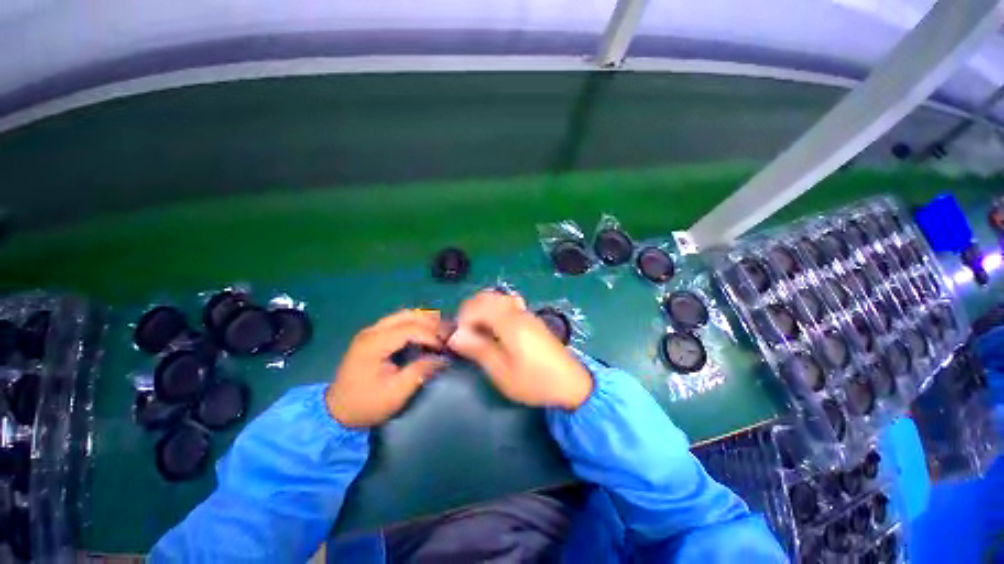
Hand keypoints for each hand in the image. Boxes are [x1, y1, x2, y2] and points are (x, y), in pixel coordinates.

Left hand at [326, 309, 448, 427]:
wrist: (336, 412)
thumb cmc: (366, 404)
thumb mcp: (396, 393)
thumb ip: (420, 371)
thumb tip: (443, 359)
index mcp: (374, 343)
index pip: (410, 328)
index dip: (431, 335)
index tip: (445, 348)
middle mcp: (372, 331)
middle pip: (408, 315)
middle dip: (431, 322)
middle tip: (448, 332)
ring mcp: (371, 331)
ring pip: (403, 315)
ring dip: (424, 320)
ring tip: (441, 330)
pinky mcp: (373, 336)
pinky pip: (398, 322)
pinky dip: (415, 324)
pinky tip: (426, 332)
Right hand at [447, 291, 592, 409]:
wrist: (570, 383)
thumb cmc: (534, 381)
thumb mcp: (502, 371)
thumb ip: (478, 349)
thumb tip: (454, 336)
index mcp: (509, 322)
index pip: (477, 305)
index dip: (462, 319)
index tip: (459, 339)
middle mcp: (517, 311)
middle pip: (486, 297)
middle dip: (470, 311)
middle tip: (466, 335)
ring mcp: (526, 312)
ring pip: (497, 298)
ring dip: (482, 309)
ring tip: (478, 332)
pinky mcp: (531, 318)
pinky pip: (508, 303)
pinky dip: (495, 309)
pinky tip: (496, 328)